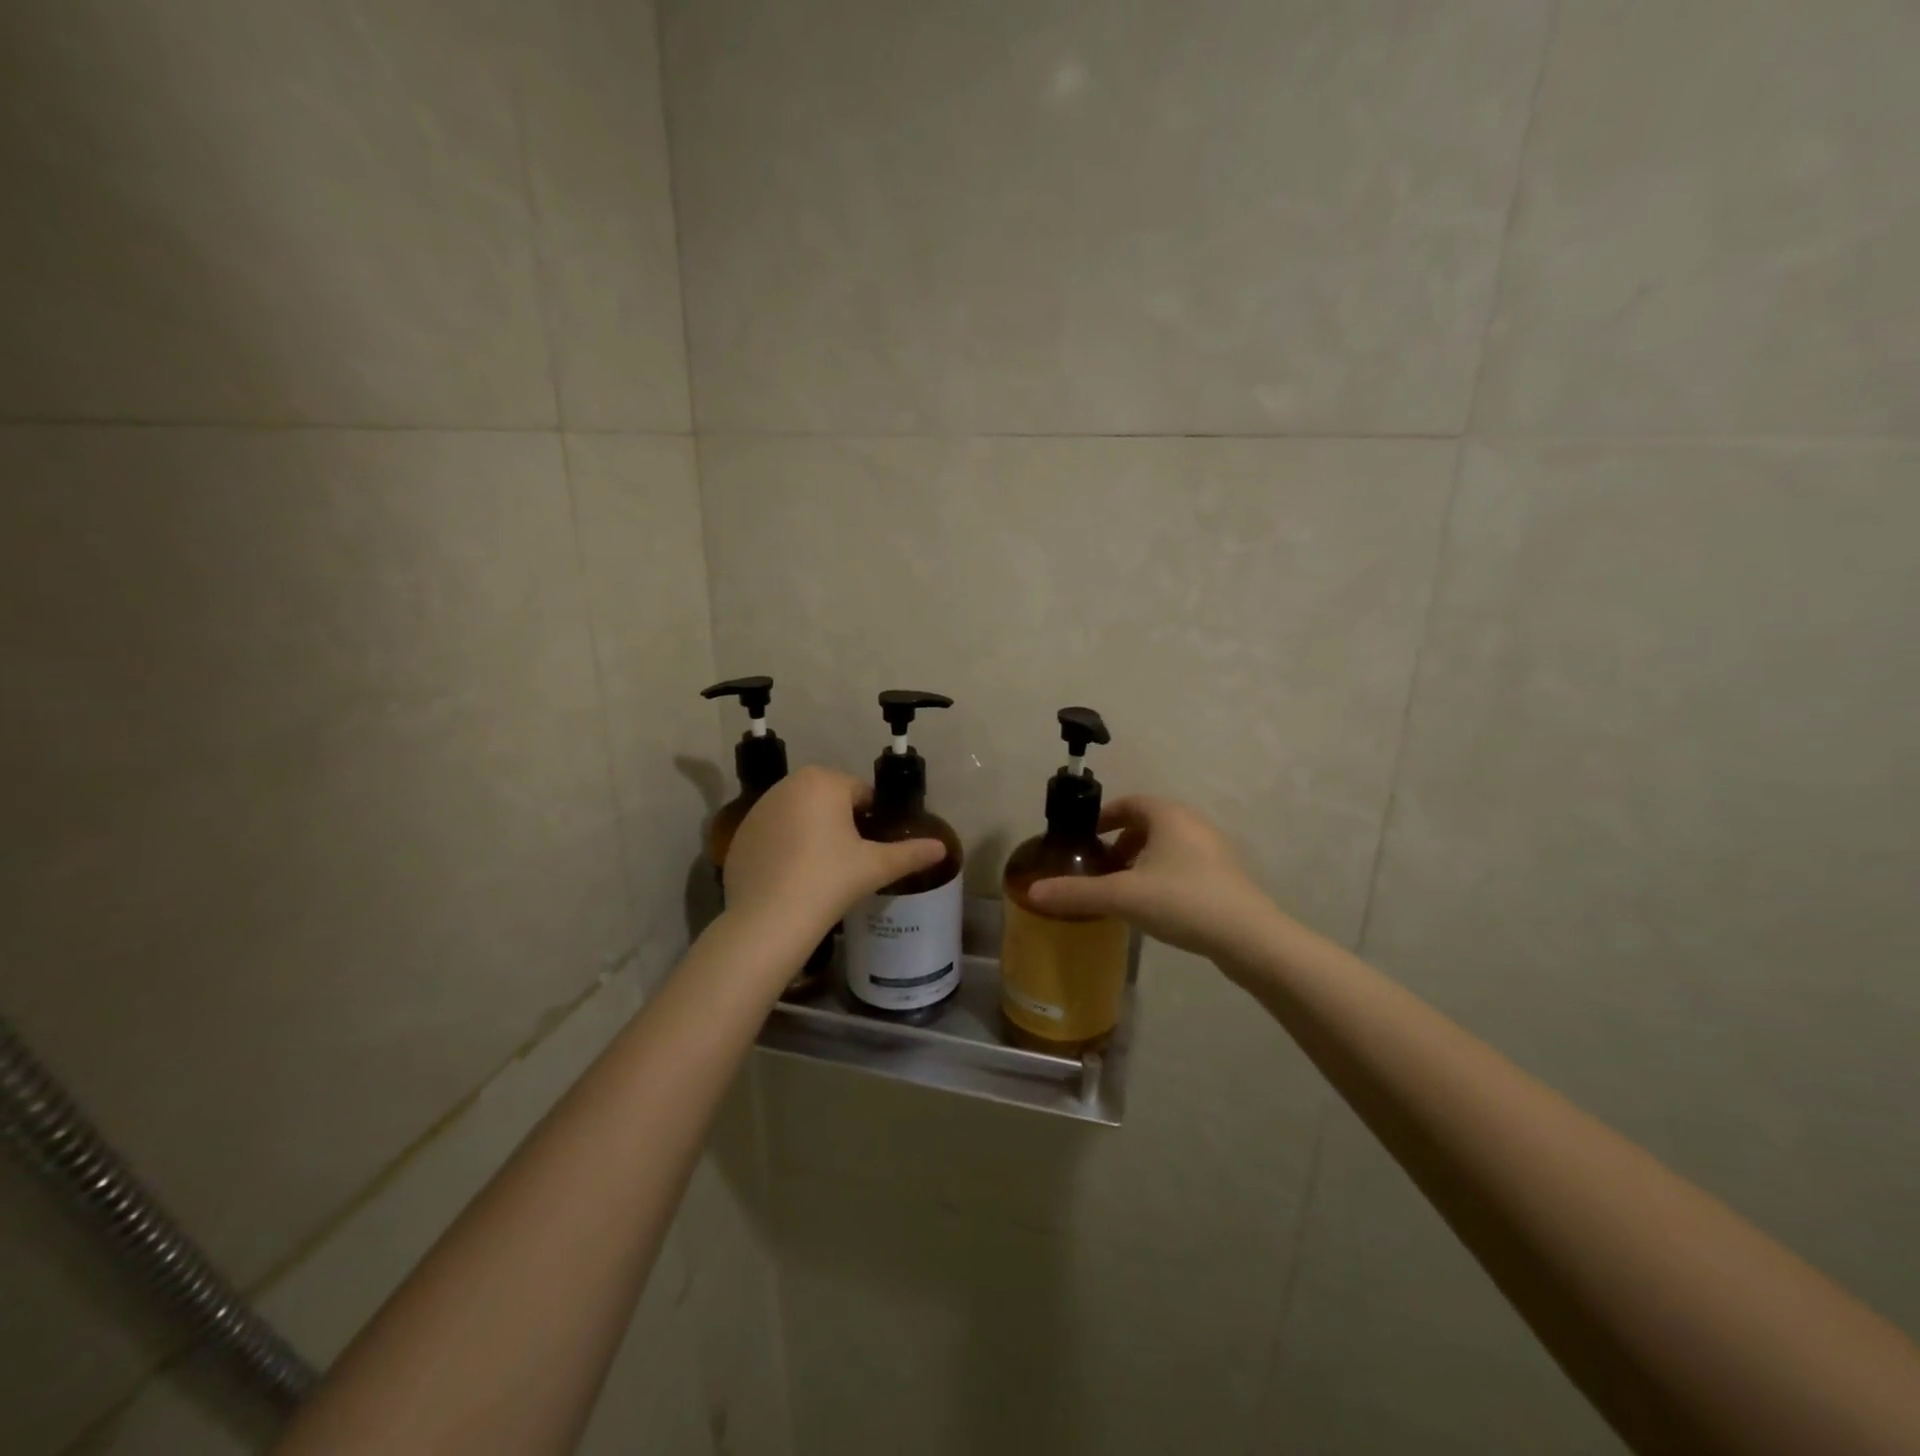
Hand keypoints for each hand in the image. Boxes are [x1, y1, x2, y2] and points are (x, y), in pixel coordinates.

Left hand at [722, 766, 944, 942]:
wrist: (769, 918)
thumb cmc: (830, 880)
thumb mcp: (876, 866)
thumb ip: (911, 853)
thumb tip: (942, 848)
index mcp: (824, 781)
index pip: (860, 793)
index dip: (869, 820)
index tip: (869, 849)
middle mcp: (788, 784)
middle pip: (827, 800)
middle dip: (839, 823)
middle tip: (847, 861)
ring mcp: (759, 808)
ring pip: (799, 814)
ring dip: (811, 832)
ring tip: (819, 870)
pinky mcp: (741, 833)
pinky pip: (774, 833)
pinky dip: (785, 847)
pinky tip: (791, 877)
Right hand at [1025, 796, 1282, 964]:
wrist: (1248, 938)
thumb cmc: (1182, 901)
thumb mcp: (1122, 896)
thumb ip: (1076, 893)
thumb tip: (1032, 892)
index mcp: (1168, 816)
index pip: (1129, 802)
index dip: (1104, 816)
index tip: (1085, 838)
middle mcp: (1192, 824)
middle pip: (1148, 823)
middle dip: (1120, 841)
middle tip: (1100, 866)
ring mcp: (1213, 850)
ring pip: (1167, 846)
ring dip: (1141, 860)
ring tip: (1122, 888)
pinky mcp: (1225, 877)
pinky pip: (1184, 865)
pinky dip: (1162, 875)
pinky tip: (1153, 905)